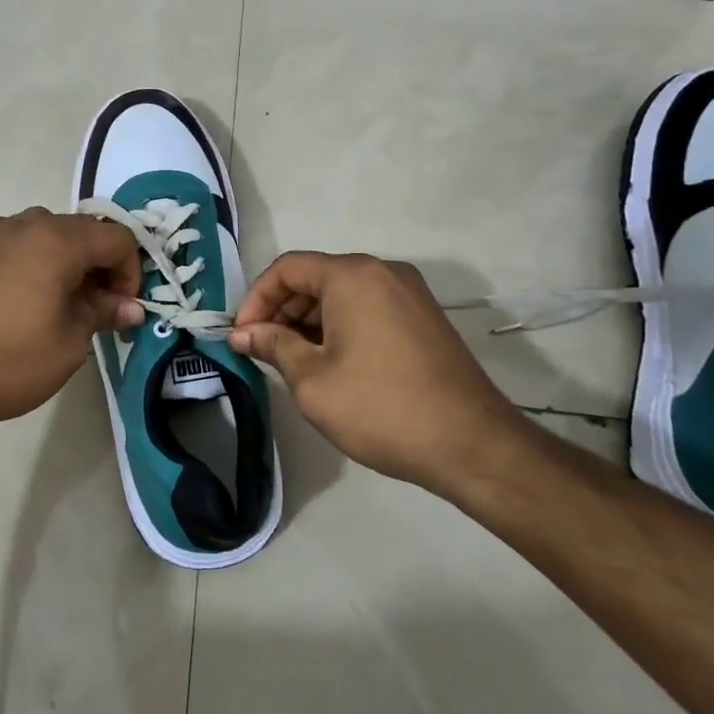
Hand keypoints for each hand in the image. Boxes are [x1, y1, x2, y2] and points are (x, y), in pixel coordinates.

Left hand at [0, 208, 142, 440]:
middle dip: (98, 265)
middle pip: (80, 230)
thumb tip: (131, 306)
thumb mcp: (69, 343)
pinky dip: (22, 254)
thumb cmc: (8, 363)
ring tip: (57, 299)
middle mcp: (24, 225)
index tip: (122, 308)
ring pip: (42, 231)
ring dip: (62, 258)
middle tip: (97, 308)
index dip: (130, 271)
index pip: (116, 238)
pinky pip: (5, 238)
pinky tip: (17, 284)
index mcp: (57, 241)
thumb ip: (103, 313)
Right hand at [228, 251, 519, 486]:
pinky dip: (340, 326)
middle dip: (281, 310)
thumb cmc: (381, 408)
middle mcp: (383, 271)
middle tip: (262, 351)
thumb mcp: (313, 380)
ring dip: (309, 321)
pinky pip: (368, 307)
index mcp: (353, 276)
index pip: (287, 268)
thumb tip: (243, 334)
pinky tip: (331, 363)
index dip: (256, 299)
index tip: (241, 336)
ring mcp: (409, 293)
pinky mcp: (424, 317)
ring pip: (342, 293)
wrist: (472, 445)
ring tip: (293, 362)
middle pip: (315, 277)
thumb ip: (273, 346)